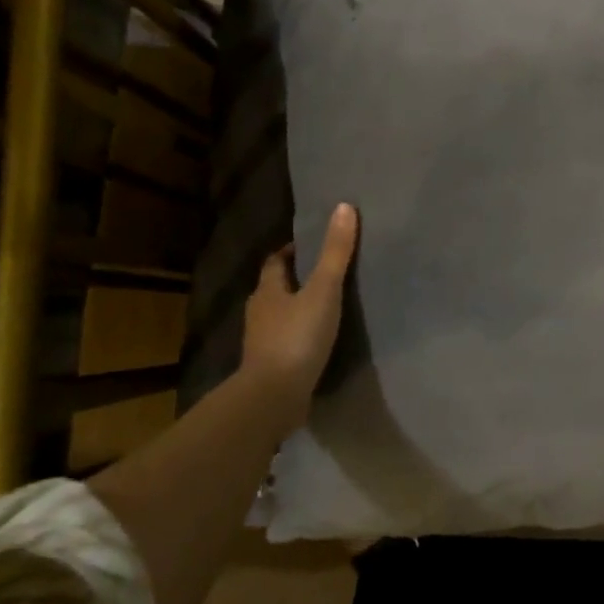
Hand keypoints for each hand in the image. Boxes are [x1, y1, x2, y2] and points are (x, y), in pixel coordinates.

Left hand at [242, 203, 358, 401]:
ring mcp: (262, 342)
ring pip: (280, 317)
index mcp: (268, 290)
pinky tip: (319, 342)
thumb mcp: (323, 291)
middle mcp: (259, 312)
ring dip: (297, 310)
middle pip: (276, 289)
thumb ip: (335, 253)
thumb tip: (344, 207)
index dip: (291, 252)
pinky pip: (286, 343)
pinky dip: (300, 337)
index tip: (311, 247)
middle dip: (295, 280)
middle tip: (324, 275)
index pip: (276, 262)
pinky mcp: (270, 367)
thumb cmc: (297, 337)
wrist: (274, 396)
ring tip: (326, 308)